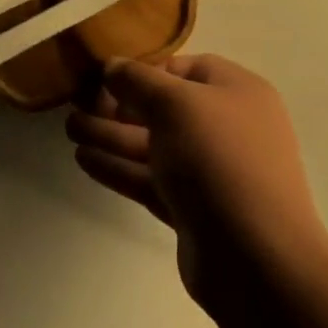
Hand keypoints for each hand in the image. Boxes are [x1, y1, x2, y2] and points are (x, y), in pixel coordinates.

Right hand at [67, 54, 327, 315]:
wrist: (258, 262)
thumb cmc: (219, 161)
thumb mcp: (174, 104)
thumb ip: (138, 80)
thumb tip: (113, 66)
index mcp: (237, 91)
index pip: (185, 69)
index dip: (146, 70)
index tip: (107, 77)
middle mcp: (228, 127)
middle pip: (165, 109)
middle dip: (119, 106)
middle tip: (77, 105)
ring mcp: (213, 173)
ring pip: (155, 146)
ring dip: (112, 136)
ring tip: (70, 130)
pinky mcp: (195, 212)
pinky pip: (152, 180)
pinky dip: (121, 168)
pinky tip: (84, 160)